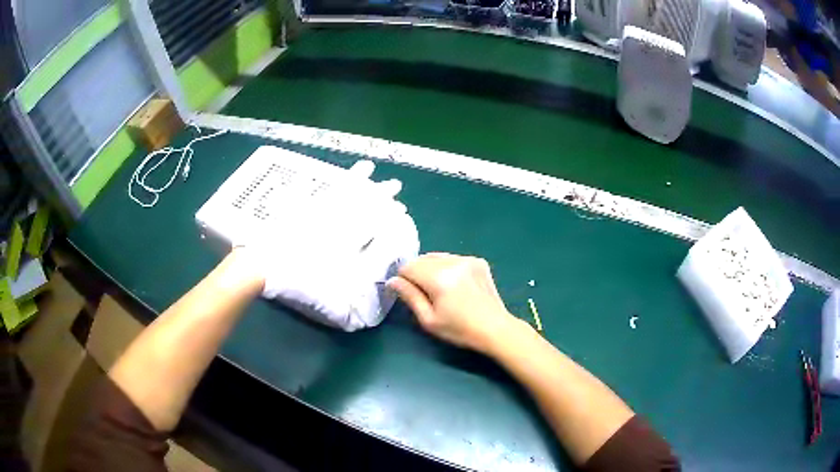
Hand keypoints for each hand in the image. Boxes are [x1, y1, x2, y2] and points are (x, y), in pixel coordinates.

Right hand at [388, 253, 520, 352]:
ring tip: (442, 290)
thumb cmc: (459, 329)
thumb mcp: (429, 319)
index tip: (409, 294)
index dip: (403, 279)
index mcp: (439, 278)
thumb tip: (392, 281)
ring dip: (432, 269)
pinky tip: (456, 285)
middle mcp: (453, 262)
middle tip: (425, 294)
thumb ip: (409, 296)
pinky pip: (453, 258)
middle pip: (422, 259)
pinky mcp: (478, 261)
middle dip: (417, 273)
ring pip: (437, 257)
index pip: (408, 267)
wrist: (495, 328)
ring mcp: (468, 259)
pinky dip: (448, 267)